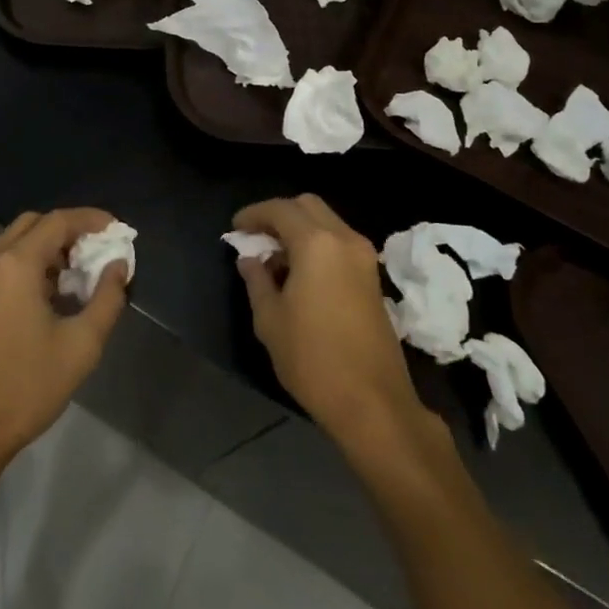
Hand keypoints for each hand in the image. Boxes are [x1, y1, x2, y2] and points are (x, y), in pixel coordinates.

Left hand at [0, 209, 128, 464]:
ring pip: (16, 242)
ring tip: (78, 275)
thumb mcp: (80, 346)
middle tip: (96, 252)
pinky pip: (3, 262)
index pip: (58, 221)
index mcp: (15, 264)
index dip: (90, 219)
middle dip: (68, 231)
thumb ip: (107, 299)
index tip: (116, 229)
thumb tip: (118, 266)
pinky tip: (50, 294)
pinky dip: (29, 263)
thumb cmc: (25, 387)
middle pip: (34, 224)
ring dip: (48, 248)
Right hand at [232, 195, 435, 452]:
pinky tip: (301, 272)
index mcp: (316, 243)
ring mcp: (364, 257)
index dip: (254, 214)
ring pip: (327, 222)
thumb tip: (250, 259)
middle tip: (257, 237)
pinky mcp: (373, 277)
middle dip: (279, 214)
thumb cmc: (313, 359)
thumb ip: (256, 280)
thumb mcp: (270, 319)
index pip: (280, 210)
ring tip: (276, 257)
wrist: (373, 403)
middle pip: (308, 206)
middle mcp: (344, 239)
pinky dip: (318, 244)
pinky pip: (340, 242)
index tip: (236, 229)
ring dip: (300, 229)